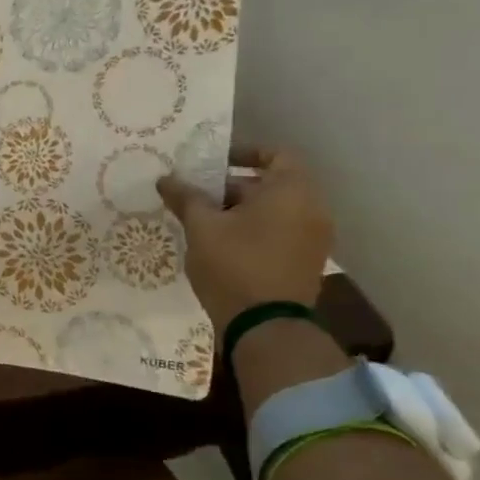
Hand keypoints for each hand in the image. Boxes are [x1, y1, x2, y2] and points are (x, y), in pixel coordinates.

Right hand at [157, 146, 333, 330]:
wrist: (265, 326)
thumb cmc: (234, 264)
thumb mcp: (201, 227)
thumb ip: (186, 198)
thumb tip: (165, 179)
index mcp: (291, 190)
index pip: (274, 153)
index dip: (242, 153)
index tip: (212, 163)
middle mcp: (312, 208)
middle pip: (272, 183)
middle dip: (232, 187)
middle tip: (196, 197)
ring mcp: (314, 237)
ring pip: (275, 211)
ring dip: (242, 211)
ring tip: (204, 223)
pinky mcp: (307, 262)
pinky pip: (280, 233)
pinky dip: (255, 231)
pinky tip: (223, 246)